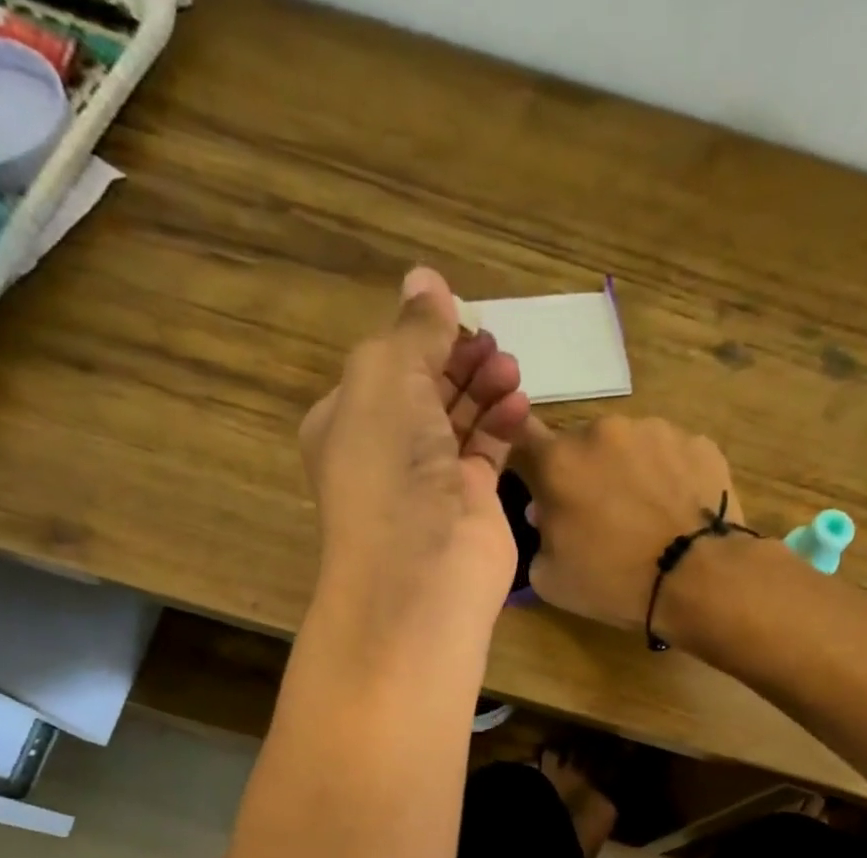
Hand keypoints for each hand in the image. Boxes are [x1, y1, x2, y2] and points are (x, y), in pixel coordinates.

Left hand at [300, 267, 531, 653]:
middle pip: (426, 390)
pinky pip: (487, 452)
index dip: (421, 337)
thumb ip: (413, 328)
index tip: (460, 315)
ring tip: (509, 366)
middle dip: (458, 360)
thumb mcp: (387, 377)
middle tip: (492, 342)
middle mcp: (386, 450)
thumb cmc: (389, 466)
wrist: (421, 570)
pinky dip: (502, 424)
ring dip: (484, 387)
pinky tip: (518, 401)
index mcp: (348, 420)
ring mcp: (429, 481)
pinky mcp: (470, 504)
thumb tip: (425, 278)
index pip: (386, 366)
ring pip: (460, 420)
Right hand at [519, 417, 744, 632]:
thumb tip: (544, 517)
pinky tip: (678, 511)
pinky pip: (672, 457)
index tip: (537, 483)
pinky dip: (669, 478)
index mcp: (558, 460)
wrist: (698, 578)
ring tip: (646, 515)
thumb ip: (537, 538)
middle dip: (584, 474)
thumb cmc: (614, 581)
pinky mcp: (698, 442)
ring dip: (628, 472)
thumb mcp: (549, 578)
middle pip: (582, 447)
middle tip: (598, 515)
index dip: (528, 460)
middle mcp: (603, 431)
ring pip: (629, 447)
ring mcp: (655, 431)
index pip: (524, 439)